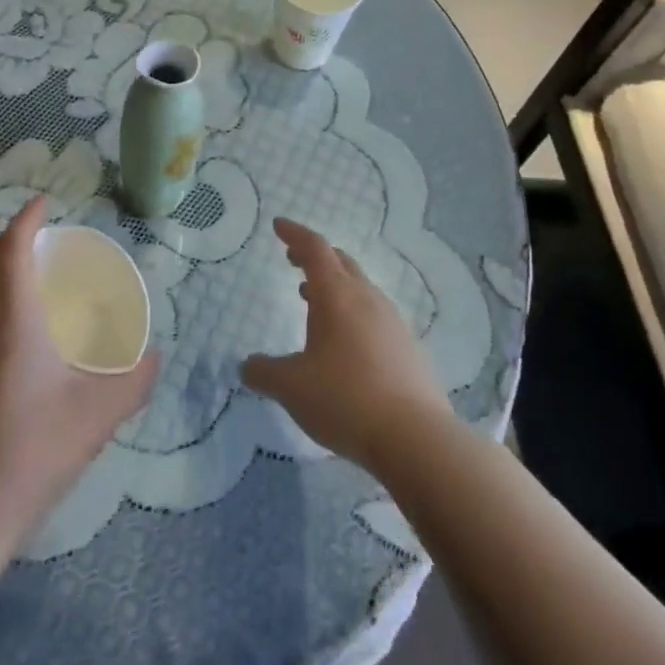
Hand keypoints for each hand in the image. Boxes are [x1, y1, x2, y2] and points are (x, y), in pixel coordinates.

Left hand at [0, 196, 160, 539]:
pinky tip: (16, 342)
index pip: (10, 247)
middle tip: (42, 244)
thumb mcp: (98, 415)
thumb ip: (134, 382)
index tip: (44, 203)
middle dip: (8, 238)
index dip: (26, 218)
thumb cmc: (33, 450)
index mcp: (10, 319)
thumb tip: (155, 359)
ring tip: (32, 287)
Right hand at [242, 218, 453, 472]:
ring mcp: (393, 322)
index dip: (294, 234)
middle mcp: (366, 298)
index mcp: (336, 295)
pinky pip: (375, 316)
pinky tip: (347, 343)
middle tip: (294, 260)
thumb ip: (264, 372)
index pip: (314, 248)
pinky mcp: (409, 348)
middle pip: (341, 262)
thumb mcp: (291, 387)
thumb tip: (248, 365)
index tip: (278, 226)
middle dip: (315, 256)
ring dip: (335, 286)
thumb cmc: (344, 399)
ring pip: (360, 288)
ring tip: (313, 302)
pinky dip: (354, 313)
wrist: (415, 438)